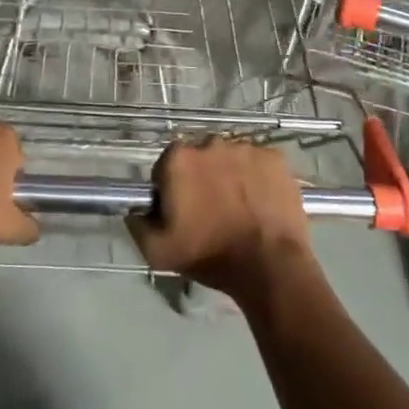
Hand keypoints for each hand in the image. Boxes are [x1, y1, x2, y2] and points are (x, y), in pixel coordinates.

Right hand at [128, 138, 315, 305]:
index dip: (171, 190)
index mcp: (178, 158)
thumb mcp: (158, 252)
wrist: (269, 265)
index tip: (181, 213)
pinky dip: (257, 178)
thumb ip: (137, 225)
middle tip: (210, 211)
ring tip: (238, 209)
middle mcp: (210, 142)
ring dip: (229, 176)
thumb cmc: (210, 255)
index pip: (166, 167)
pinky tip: (260, 203)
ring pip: (230, 158)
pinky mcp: (274, 157)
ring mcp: (246, 147)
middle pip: (199, 158)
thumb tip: (134, 210)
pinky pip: (258, 163)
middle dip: (201, 178)